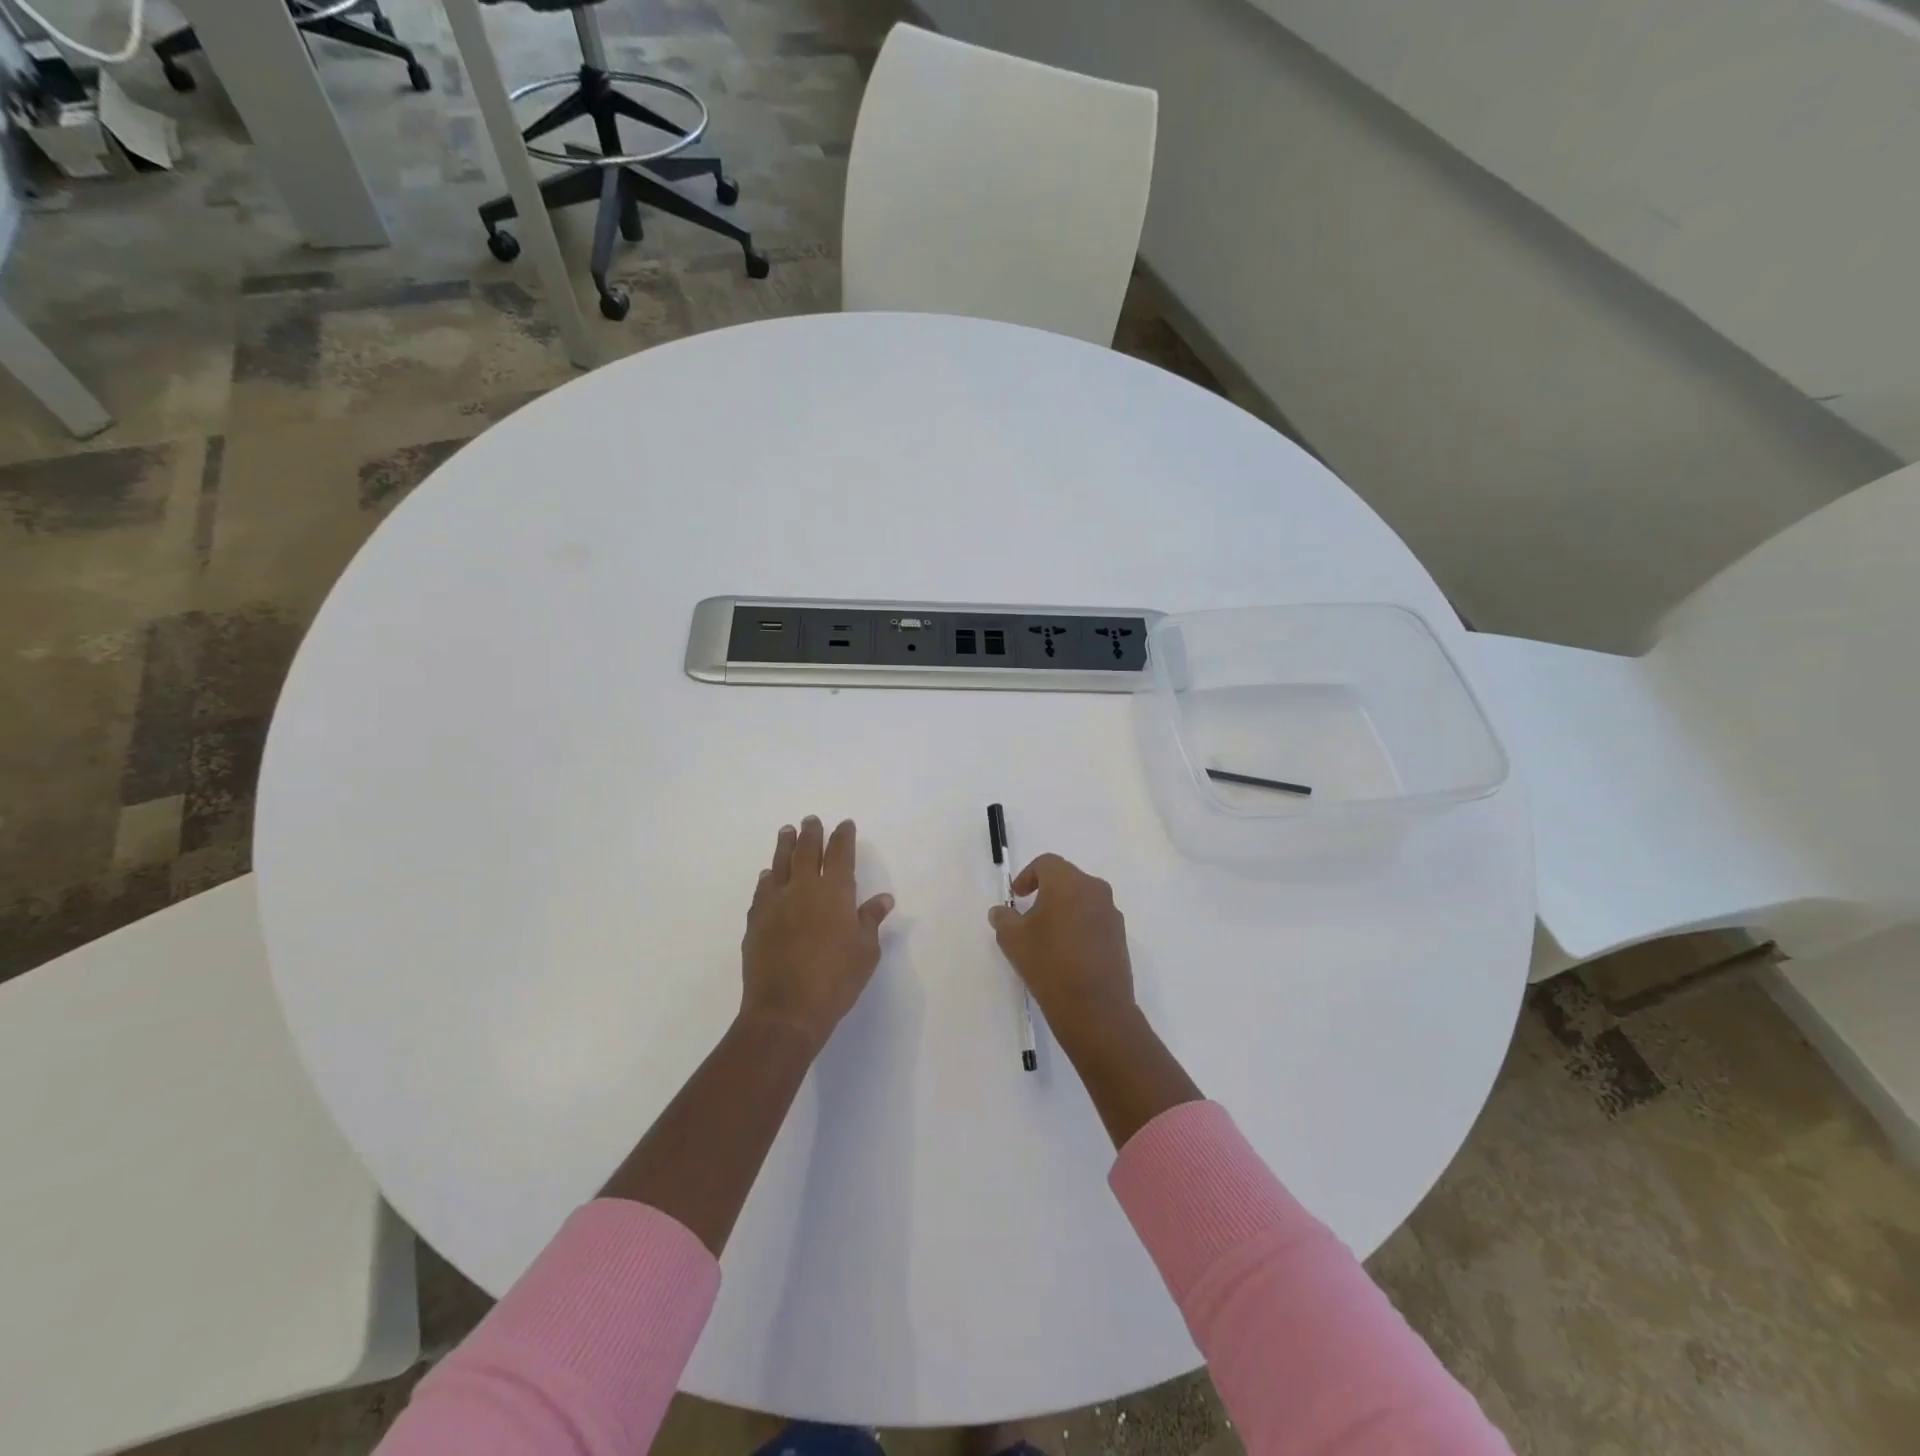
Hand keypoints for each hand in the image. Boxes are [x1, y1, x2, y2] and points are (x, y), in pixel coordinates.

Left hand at [741, 817, 893, 1050]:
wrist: (785, 1010)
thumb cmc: (836, 980)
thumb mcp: (865, 952)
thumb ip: (870, 920)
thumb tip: (883, 898)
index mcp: (835, 892)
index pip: (840, 854)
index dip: (843, 836)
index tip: (845, 824)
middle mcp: (804, 888)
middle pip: (807, 851)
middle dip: (811, 833)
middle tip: (811, 820)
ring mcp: (776, 903)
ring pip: (780, 864)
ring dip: (785, 845)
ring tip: (786, 831)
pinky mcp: (755, 920)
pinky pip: (762, 890)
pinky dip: (767, 878)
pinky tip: (768, 875)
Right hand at [988, 854, 1135, 1038]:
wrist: (1095, 1008)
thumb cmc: (1048, 964)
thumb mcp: (1013, 940)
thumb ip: (1004, 918)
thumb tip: (1000, 912)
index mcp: (1068, 882)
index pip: (1046, 863)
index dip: (1028, 876)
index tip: (1017, 897)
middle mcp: (1095, 890)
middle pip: (1067, 879)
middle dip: (1047, 891)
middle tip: (1030, 914)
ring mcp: (1111, 913)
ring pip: (1083, 899)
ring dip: (1065, 908)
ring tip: (1049, 935)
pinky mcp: (1120, 936)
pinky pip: (1096, 919)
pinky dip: (1080, 925)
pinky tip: (1068, 952)